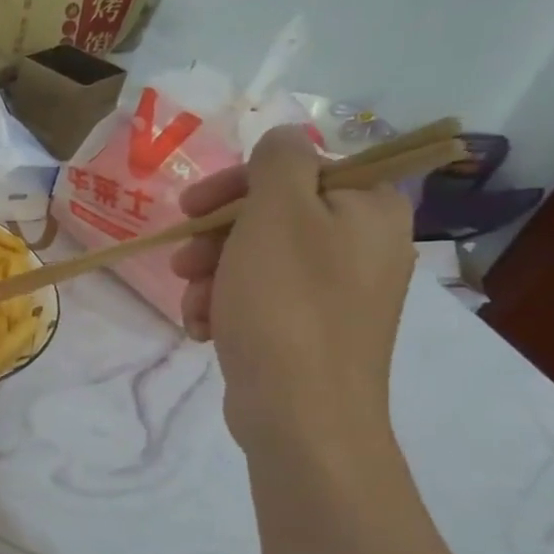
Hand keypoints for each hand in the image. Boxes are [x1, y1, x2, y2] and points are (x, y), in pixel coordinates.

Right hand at [171, 127, 414, 456]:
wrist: (301, 415)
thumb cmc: (287, 305)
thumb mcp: (278, 212)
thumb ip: (279, 160)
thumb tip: (285, 137)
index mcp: (369, 209)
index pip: (298, 169)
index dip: (238, 184)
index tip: (193, 207)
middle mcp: (363, 246)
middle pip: (272, 217)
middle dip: (216, 238)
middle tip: (183, 261)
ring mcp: (338, 294)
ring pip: (257, 260)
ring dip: (212, 276)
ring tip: (193, 304)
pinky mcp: (312, 332)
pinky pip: (261, 300)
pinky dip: (226, 307)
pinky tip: (204, 328)